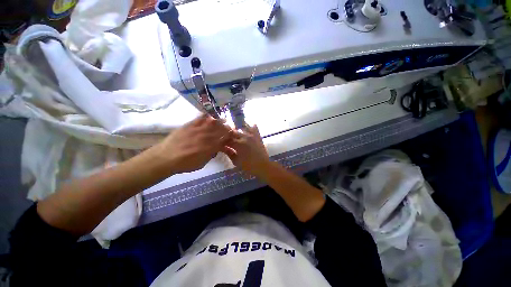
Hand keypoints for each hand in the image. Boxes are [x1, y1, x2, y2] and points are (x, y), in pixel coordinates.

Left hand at [151, 114, 230, 173]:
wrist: (165, 157)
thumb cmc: (185, 164)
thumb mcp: (202, 163)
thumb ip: (211, 154)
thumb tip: (217, 148)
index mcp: (211, 146)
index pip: (225, 138)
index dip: (230, 136)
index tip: (233, 135)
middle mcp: (207, 136)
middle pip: (221, 129)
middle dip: (227, 128)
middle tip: (229, 128)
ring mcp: (198, 129)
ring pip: (213, 122)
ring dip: (220, 121)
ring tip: (222, 120)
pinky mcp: (190, 125)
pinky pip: (201, 117)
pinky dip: (207, 116)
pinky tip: (210, 116)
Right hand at [222, 125, 270, 177]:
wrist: (263, 166)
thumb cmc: (248, 166)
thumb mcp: (236, 161)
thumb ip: (229, 153)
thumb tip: (223, 148)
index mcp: (238, 144)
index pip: (226, 139)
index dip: (222, 141)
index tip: (220, 142)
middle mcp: (244, 137)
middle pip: (233, 132)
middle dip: (228, 134)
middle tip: (226, 138)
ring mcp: (252, 135)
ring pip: (241, 128)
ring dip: (237, 130)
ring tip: (235, 134)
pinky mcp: (257, 136)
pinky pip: (253, 127)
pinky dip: (249, 126)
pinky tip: (246, 128)